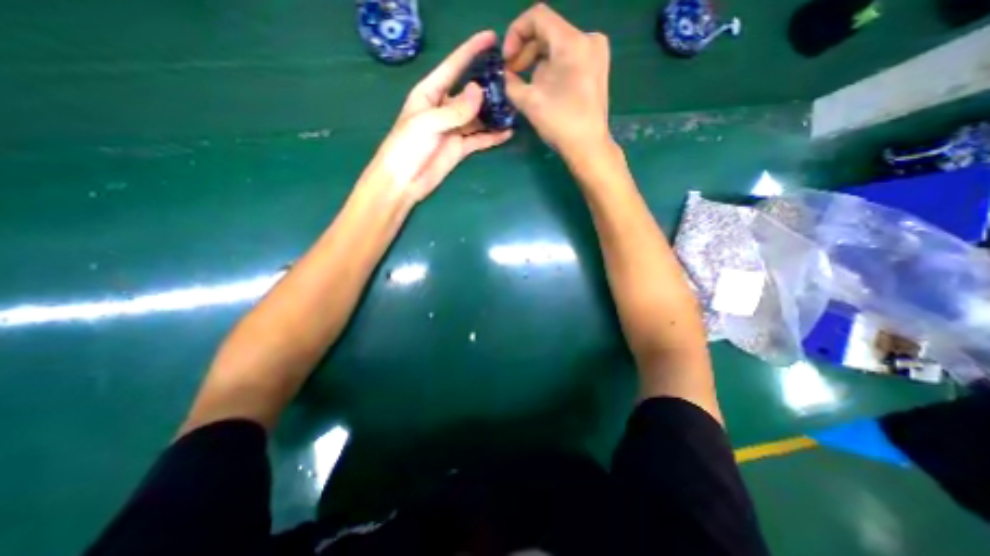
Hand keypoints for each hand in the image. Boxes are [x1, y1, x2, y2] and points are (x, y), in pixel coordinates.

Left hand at [355, 30, 510, 204]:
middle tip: (512, 80)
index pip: (454, 67)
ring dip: (494, 113)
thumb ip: (454, 109)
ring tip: (515, 107)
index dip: (471, 51)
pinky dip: (493, 136)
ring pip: (479, 117)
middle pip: (470, 93)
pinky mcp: (461, 148)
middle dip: (489, 86)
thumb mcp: (427, 123)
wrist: (404, 181)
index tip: (492, 38)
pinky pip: (480, 139)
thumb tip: (479, 91)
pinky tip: (507, 132)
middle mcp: (445, 108)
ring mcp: (455, 129)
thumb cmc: (406, 147)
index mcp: (430, 93)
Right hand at [506, 3, 616, 161]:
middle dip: (526, 52)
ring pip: (557, 47)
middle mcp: (589, 39)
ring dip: (537, 64)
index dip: (515, 34)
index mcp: (573, 42)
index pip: (537, 17)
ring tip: (528, 87)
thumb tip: (505, 74)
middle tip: (513, 75)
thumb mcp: (529, 101)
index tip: (506, 60)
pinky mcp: (597, 69)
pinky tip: (545, 89)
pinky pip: (568, 59)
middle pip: (548, 33)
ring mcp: (596, 54)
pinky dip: (552, 69)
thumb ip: (510, 82)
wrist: (588, 147)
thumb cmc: (560, 123)